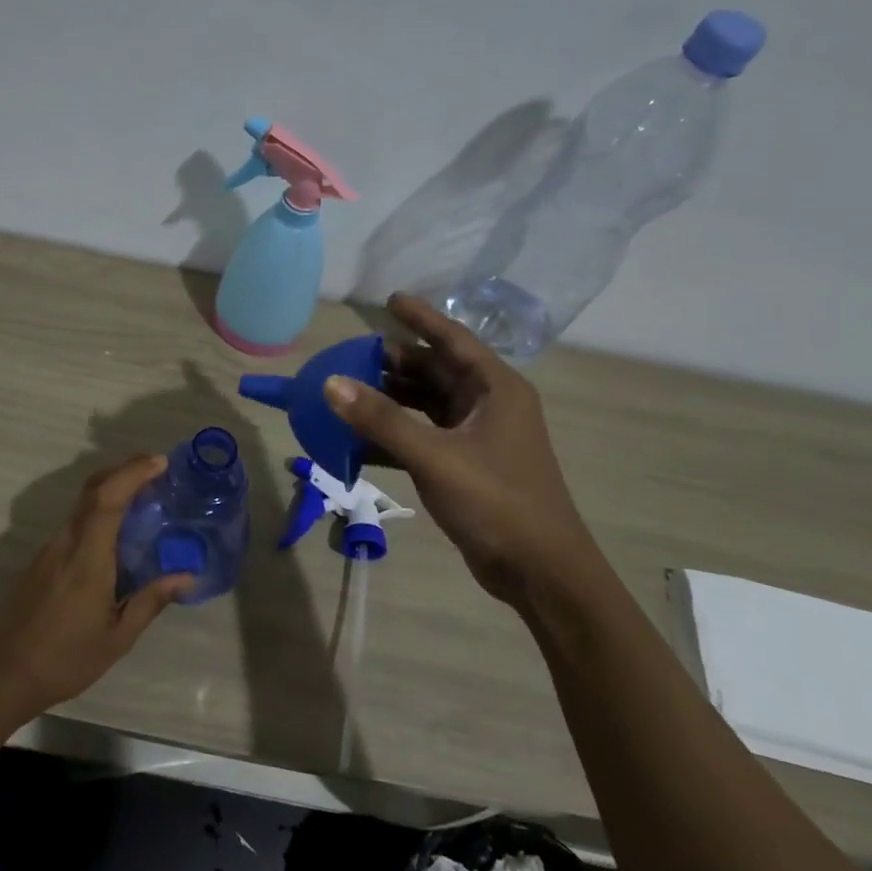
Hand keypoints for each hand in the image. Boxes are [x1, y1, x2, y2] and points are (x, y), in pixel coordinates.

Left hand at [0, 455, 192, 719]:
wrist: (1, 674)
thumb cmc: (64, 660)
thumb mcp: (116, 638)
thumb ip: (150, 601)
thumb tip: (186, 577)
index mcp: (87, 558)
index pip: (107, 499)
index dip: (132, 473)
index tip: (159, 462)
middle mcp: (66, 543)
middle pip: (92, 490)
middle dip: (124, 471)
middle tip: (156, 470)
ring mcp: (49, 550)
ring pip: (82, 505)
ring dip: (112, 491)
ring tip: (144, 499)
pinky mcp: (41, 560)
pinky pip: (75, 523)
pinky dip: (99, 512)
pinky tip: (116, 534)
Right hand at [323, 293, 608, 609]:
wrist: (539, 572)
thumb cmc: (496, 502)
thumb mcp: (435, 456)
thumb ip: (381, 419)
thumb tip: (331, 383)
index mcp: (494, 389)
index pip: (453, 340)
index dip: (421, 317)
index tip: (388, 298)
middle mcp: (487, 405)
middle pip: (435, 371)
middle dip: (394, 363)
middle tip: (349, 356)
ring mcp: (477, 437)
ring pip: (426, 405)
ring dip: (390, 400)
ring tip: (347, 391)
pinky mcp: (465, 465)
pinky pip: (422, 436)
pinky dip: (393, 434)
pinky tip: (359, 439)